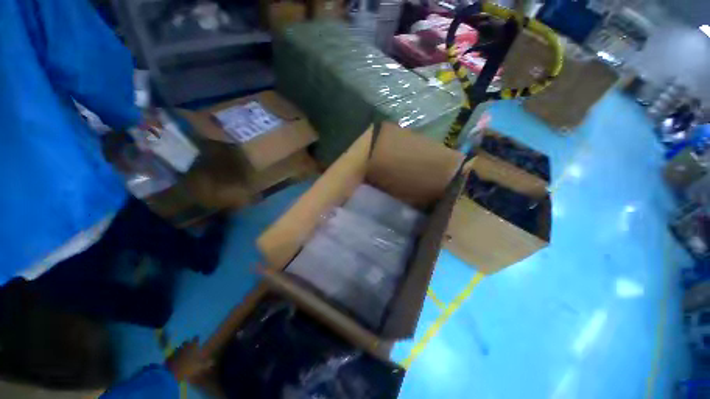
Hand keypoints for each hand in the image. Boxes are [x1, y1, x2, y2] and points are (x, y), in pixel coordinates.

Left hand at [165, 337, 212, 380]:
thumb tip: (214, 361)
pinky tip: (174, 359)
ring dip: (180, 349)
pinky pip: (172, 355)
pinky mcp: (170, 358)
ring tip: (181, 353)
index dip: (196, 339)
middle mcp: (185, 347)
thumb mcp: (201, 366)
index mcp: (193, 347)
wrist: (175, 373)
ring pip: (178, 348)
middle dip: (187, 343)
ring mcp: (176, 352)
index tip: (197, 338)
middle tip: (188, 346)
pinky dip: (173, 356)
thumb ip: (207, 363)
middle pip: (186, 342)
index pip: (195, 339)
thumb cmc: (190, 367)